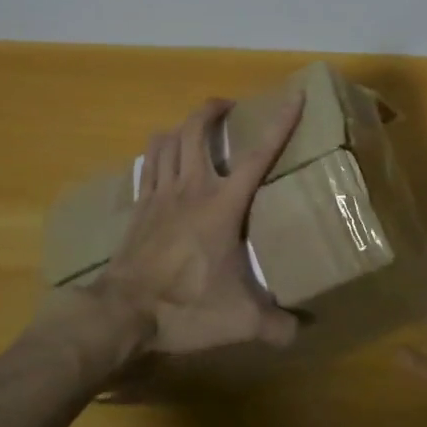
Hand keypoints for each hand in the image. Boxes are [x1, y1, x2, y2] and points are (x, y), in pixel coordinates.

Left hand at [90, 93, 305, 354]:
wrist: (123, 313)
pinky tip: (163, 157)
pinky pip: (147, 164)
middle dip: (213, 109)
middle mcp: (192, 187)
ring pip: (167, 140)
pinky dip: (158, 151)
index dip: (279, 124)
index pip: (257, 155)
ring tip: (195, 128)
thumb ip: (275, 325)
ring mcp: (160, 193)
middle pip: (197, 129)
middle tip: (228, 108)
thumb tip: (302, 331)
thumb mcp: (239, 320)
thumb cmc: (186, 307)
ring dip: (182, 126)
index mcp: (223, 204)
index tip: (294, 96)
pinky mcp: (138, 206)